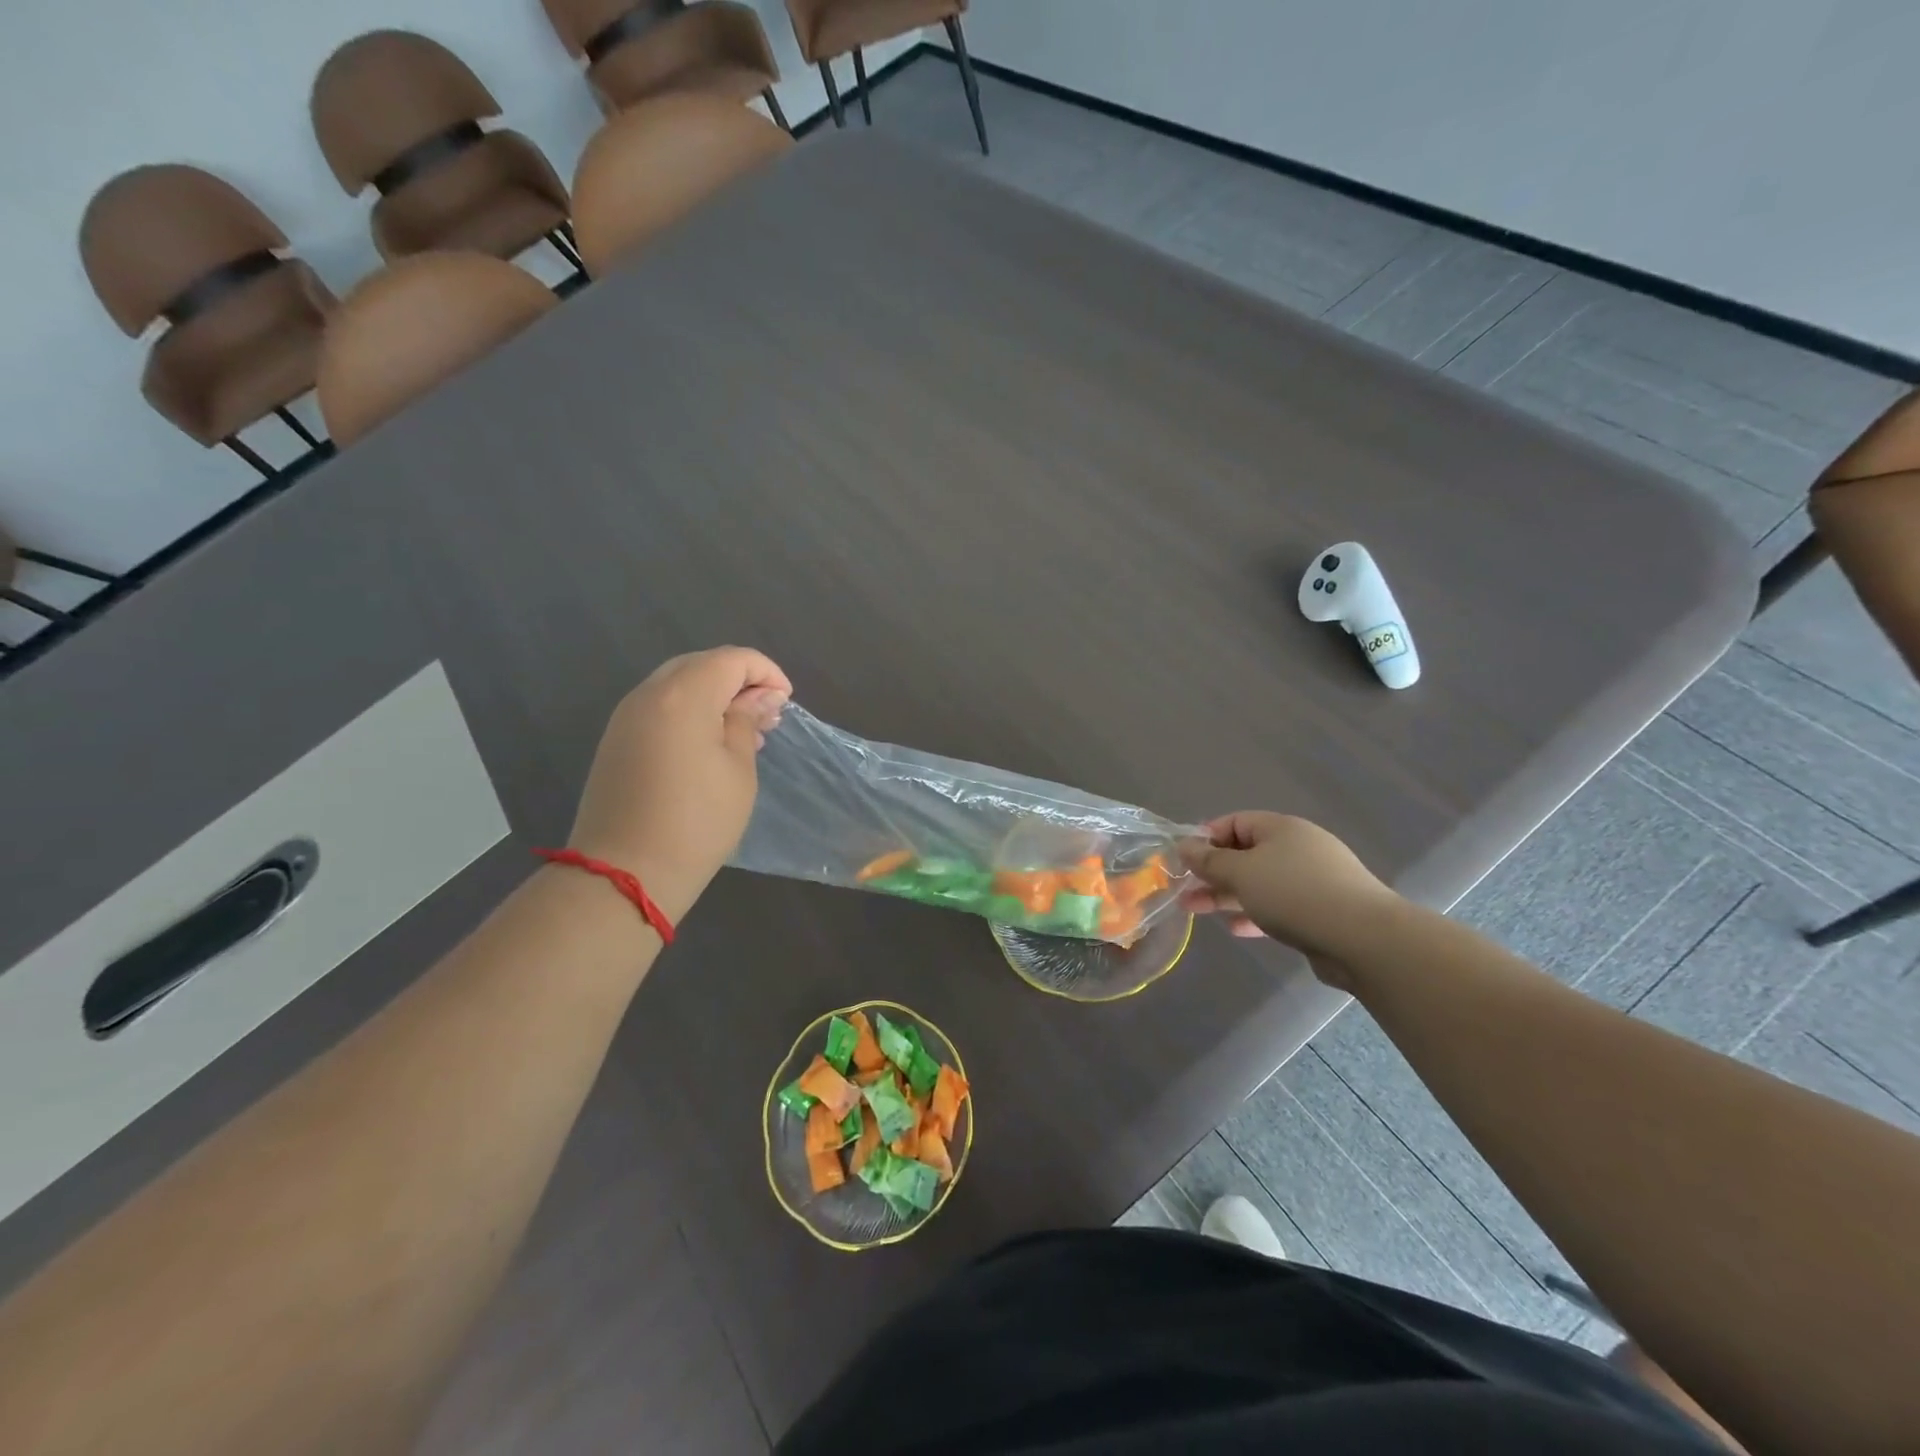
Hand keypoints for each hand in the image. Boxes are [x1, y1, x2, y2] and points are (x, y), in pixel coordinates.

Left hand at [567, 647, 791, 924]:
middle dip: (739, 680)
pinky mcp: (616, 740)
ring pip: (678, 684)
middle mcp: (649, 694)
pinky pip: (660, 706)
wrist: (626, 872)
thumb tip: (760, 696)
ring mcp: (626, 716)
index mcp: (683, 696)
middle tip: (767, 715)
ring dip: (714, 695)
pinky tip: (709, 744)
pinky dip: (690, 711)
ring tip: (743, 732)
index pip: (732, 659)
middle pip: (701, 665)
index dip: (766, 672)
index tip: (785, 702)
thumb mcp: (738, 769)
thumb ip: (746, 721)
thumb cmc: (698, 820)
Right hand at [1178, 812, 1395, 977]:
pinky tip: (1236, 929)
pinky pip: (1278, 906)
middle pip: (1245, 854)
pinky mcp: (1321, 911)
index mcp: (1281, 829)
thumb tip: (1185, 845)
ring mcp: (1312, 881)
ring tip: (1196, 911)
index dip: (1206, 838)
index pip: (1234, 822)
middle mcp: (1298, 849)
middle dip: (1212, 872)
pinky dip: (1254, 913)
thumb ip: (1209, 860)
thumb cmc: (1294, 894)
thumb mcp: (1242, 873)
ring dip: (1227, 895)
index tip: (1183, 860)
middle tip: (1183, 890)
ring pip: (1259, 882)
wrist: (1364, 939)